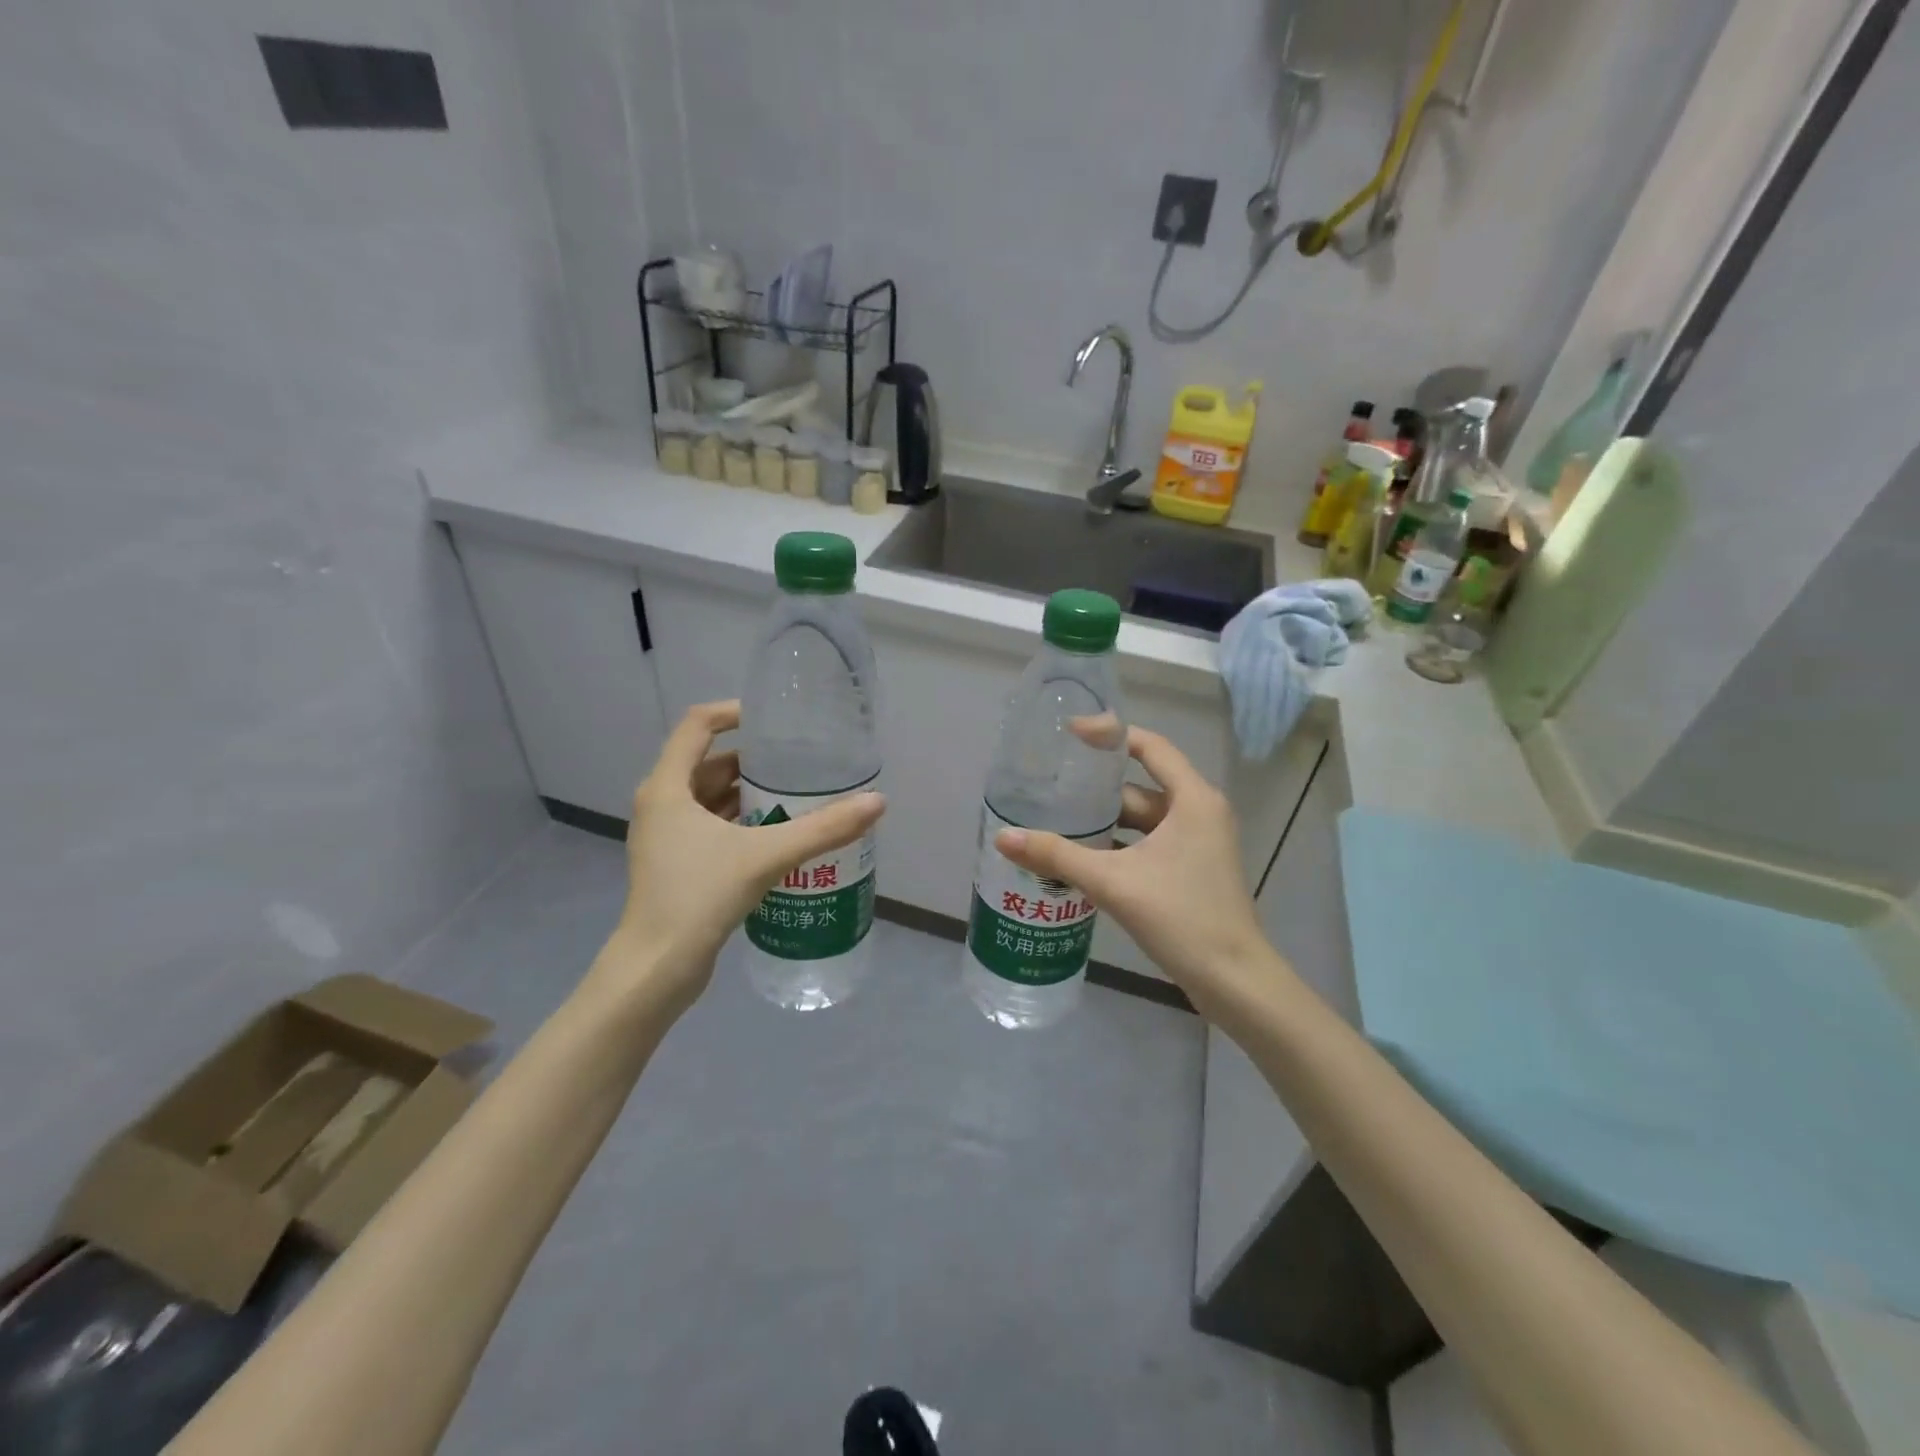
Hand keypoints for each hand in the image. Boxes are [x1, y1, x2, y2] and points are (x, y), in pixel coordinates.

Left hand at [591, 702, 884, 1011]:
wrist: (657, 968)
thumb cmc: (700, 897)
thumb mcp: (767, 856)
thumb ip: (823, 828)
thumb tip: (877, 802)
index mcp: (667, 788)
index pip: (697, 725)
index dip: (734, 712)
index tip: (774, 721)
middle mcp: (660, 804)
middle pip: (706, 762)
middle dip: (751, 759)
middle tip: (797, 762)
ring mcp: (664, 837)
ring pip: (708, 797)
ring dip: (747, 793)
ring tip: (794, 794)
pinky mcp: (674, 864)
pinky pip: (709, 826)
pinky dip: (739, 821)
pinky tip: (775, 834)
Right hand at [995, 728, 1269, 1006]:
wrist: (1234, 981)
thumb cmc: (1182, 917)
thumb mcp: (1114, 882)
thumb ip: (1058, 856)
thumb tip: (1004, 837)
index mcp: (1193, 799)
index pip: (1149, 746)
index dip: (1110, 734)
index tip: (1069, 733)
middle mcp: (1200, 812)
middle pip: (1140, 786)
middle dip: (1096, 787)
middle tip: (1050, 783)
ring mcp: (1198, 843)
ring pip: (1143, 819)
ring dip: (1104, 821)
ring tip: (1056, 819)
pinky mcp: (1191, 869)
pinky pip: (1148, 844)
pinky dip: (1118, 845)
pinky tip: (1081, 856)